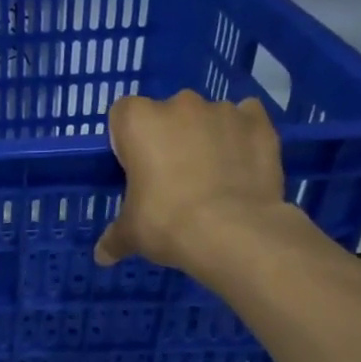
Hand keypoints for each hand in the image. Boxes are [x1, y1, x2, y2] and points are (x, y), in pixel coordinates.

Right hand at [93, 90, 288, 272]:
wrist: (233, 232)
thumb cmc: (166, 223)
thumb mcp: (131, 235)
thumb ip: (114, 238)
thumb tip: (102, 256)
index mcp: (139, 121)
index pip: (123, 114)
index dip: (128, 140)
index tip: (134, 167)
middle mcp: (179, 105)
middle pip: (167, 114)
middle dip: (168, 138)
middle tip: (171, 178)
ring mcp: (223, 110)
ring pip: (207, 118)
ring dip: (206, 138)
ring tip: (212, 178)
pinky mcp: (258, 123)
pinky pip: (246, 121)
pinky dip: (242, 137)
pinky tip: (241, 165)